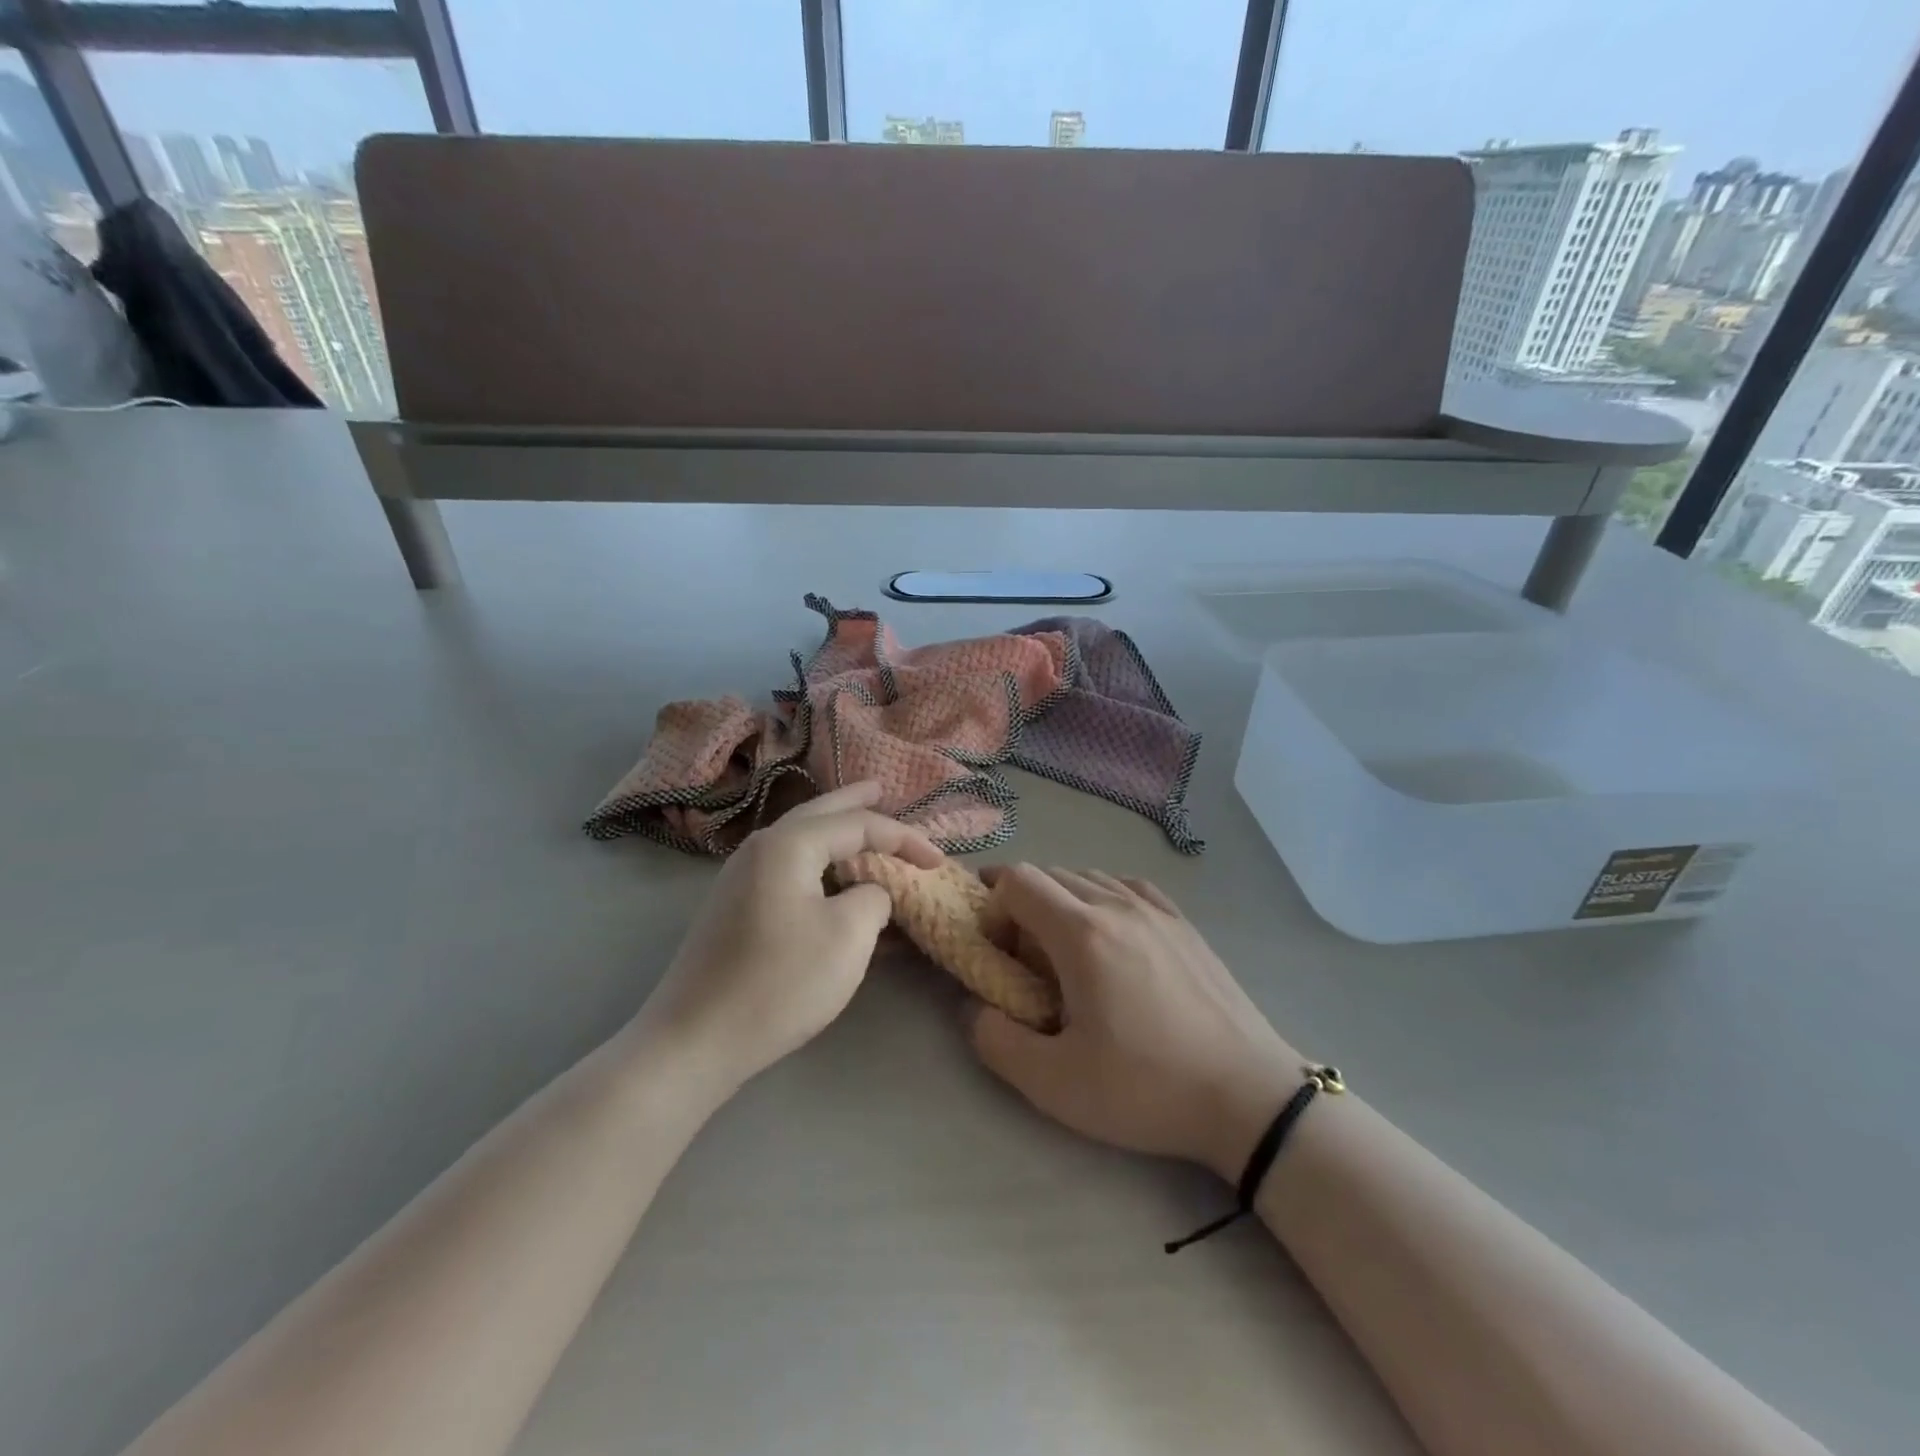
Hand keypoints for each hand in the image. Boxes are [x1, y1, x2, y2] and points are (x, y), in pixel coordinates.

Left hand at [634, 782, 941, 1096]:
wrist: (694, 1040)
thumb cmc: (780, 982)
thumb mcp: (848, 936)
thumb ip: (874, 897)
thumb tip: (870, 891)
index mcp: (789, 844)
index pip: (858, 824)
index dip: (903, 838)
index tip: (938, 861)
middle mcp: (761, 848)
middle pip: (819, 813)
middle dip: (855, 803)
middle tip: (882, 788)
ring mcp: (742, 877)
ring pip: (801, 840)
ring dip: (835, 832)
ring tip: (861, 825)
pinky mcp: (736, 907)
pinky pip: (789, 869)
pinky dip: (819, 864)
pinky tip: (833, 876)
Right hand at [970, 865, 1303, 1181]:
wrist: (1249, 1096)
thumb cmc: (1147, 1088)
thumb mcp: (1055, 1084)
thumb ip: (996, 1041)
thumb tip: (976, 1008)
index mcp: (1082, 933)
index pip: (1017, 881)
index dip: (993, 908)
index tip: (998, 952)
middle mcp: (1117, 905)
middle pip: (1050, 874)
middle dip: (1021, 905)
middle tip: (1023, 957)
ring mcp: (1157, 910)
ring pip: (1089, 877)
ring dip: (1061, 901)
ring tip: (1066, 950)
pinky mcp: (1184, 924)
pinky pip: (1128, 887)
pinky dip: (1102, 897)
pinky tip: (1111, 933)